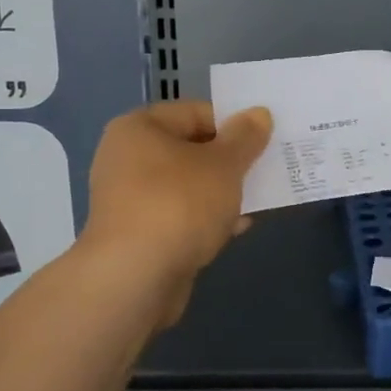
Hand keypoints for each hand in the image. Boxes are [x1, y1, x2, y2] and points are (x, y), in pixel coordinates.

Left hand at [83, 102, 272, 324]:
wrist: (134, 277)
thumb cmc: (179, 204)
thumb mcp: (223, 165)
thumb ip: (245, 138)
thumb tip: (259, 114)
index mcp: (138, 128)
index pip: (195, 112)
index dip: (232, 124)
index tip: (263, 141)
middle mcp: (126, 158)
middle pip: (190, 150)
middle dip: (229, 162)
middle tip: (265, 170)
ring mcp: (128, 199)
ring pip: (187, 186)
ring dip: (220, 193)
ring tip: (256, 201)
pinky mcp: (136, 235)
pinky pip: (179, 216)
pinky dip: (205, 219)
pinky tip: (234, 229)